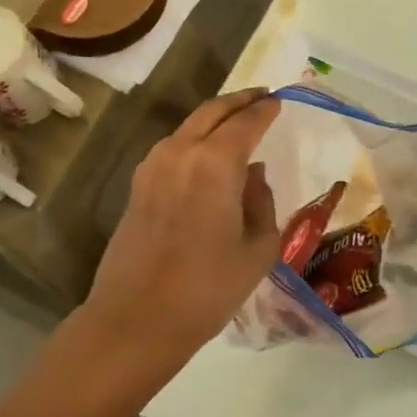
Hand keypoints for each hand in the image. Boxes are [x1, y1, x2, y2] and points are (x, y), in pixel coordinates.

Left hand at [0, 89, 281, 416]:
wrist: (137, 319)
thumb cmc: (208, 288)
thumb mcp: (258, 248)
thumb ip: (262, 202)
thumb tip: (253, 175)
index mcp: (216, 162)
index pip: (246, 121)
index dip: (265, 109)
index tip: (279, 100)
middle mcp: (181, 151)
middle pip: (213, 111)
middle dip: (240, 100)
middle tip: (261, 96)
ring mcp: (153, 166)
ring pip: (189, 126)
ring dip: (215, 118)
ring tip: (237, 123)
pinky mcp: (138, 185)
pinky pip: (174, 147)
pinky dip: (195, 139)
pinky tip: (208, 155)